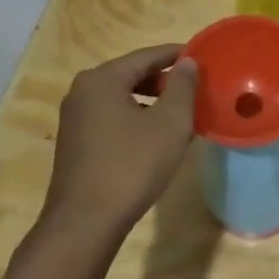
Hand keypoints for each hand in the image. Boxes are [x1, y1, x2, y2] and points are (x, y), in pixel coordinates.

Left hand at [41, 44, 198, 246]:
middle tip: (195, 89)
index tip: (203, 57)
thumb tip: (188, 62)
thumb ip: (182, 87)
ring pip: (122, 97)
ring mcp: (74, 118)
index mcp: (102, 79)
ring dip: (151, 102)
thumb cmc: (131, 166)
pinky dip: (135, 118)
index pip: (147, 56)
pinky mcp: (75, 142)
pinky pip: (111, 117)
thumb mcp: (169, 124)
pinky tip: (155, 137)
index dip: (177, 55)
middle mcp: (83, 91)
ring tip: (180, 115)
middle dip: (165, 80)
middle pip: (132, 74)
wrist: (85, 223)